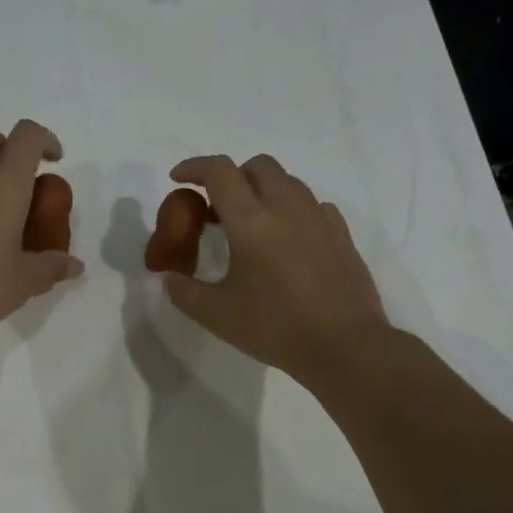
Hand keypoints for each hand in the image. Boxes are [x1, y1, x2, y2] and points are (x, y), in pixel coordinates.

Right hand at [161, 154, 389, 386]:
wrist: (344, 347)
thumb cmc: (275, 328)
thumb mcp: (217, 316)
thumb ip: (184, 292)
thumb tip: (168, 278)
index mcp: (252, 222)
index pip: (219, 172)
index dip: (194, 167)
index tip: (178, 179)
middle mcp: (287, 208)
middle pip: (258, 166)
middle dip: (232, 176)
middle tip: (216, 208)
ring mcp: (319, 218)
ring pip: (288, 181)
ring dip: (262, 190)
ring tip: (250, 224)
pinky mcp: (341, 234)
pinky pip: (312, 204)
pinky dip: (291, 209)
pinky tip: (286, 239)